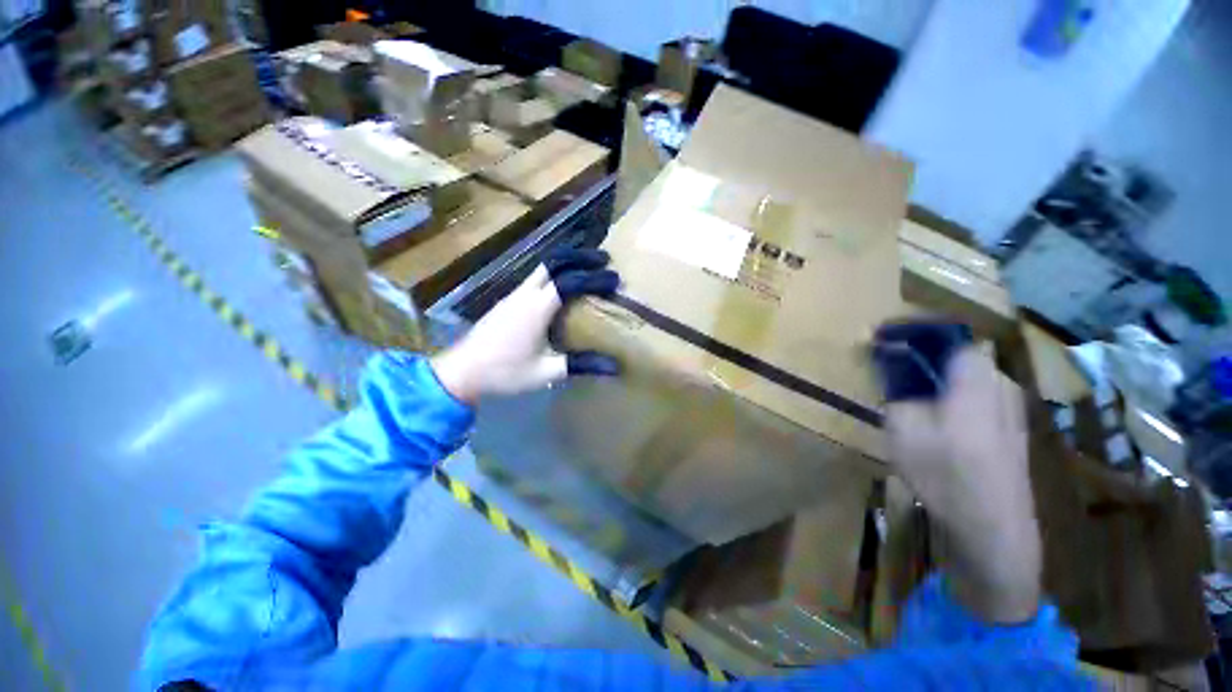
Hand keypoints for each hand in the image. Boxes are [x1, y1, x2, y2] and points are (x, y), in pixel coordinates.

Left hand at [430, 249, 620, 404]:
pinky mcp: (508, 301)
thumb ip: (579, 365)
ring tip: (588, 269)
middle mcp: (525, 294)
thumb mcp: (545, 372)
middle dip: (581, 257)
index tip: (615, 280)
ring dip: (567, 264)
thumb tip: (614, 366)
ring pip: (543, 268)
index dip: (594, 278)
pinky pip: (535, 279)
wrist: (461, 371)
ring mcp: (514, 295)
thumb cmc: (504, 372)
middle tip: (604, 259)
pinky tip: (562, 289)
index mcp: (536, 308)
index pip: (570, 282)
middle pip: (554, 262)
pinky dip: (554, 275)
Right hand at [885, 347, 1040, 622]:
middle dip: (921, 353)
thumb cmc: (945, 473)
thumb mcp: (904, 426)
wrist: (993, 528)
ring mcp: (1011, 408)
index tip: (884, 334)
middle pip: (958, 354)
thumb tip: (889, 359)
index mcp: (975, 379)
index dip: (915, 329)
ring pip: (967, 376)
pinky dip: (950, 394)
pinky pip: (977, 395)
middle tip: (890, 366)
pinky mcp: (1012, 429)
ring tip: (907, 392)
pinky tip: (934, 419)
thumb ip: (897, 386)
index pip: (949, 333)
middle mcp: (1000, 384)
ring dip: (935, 375)